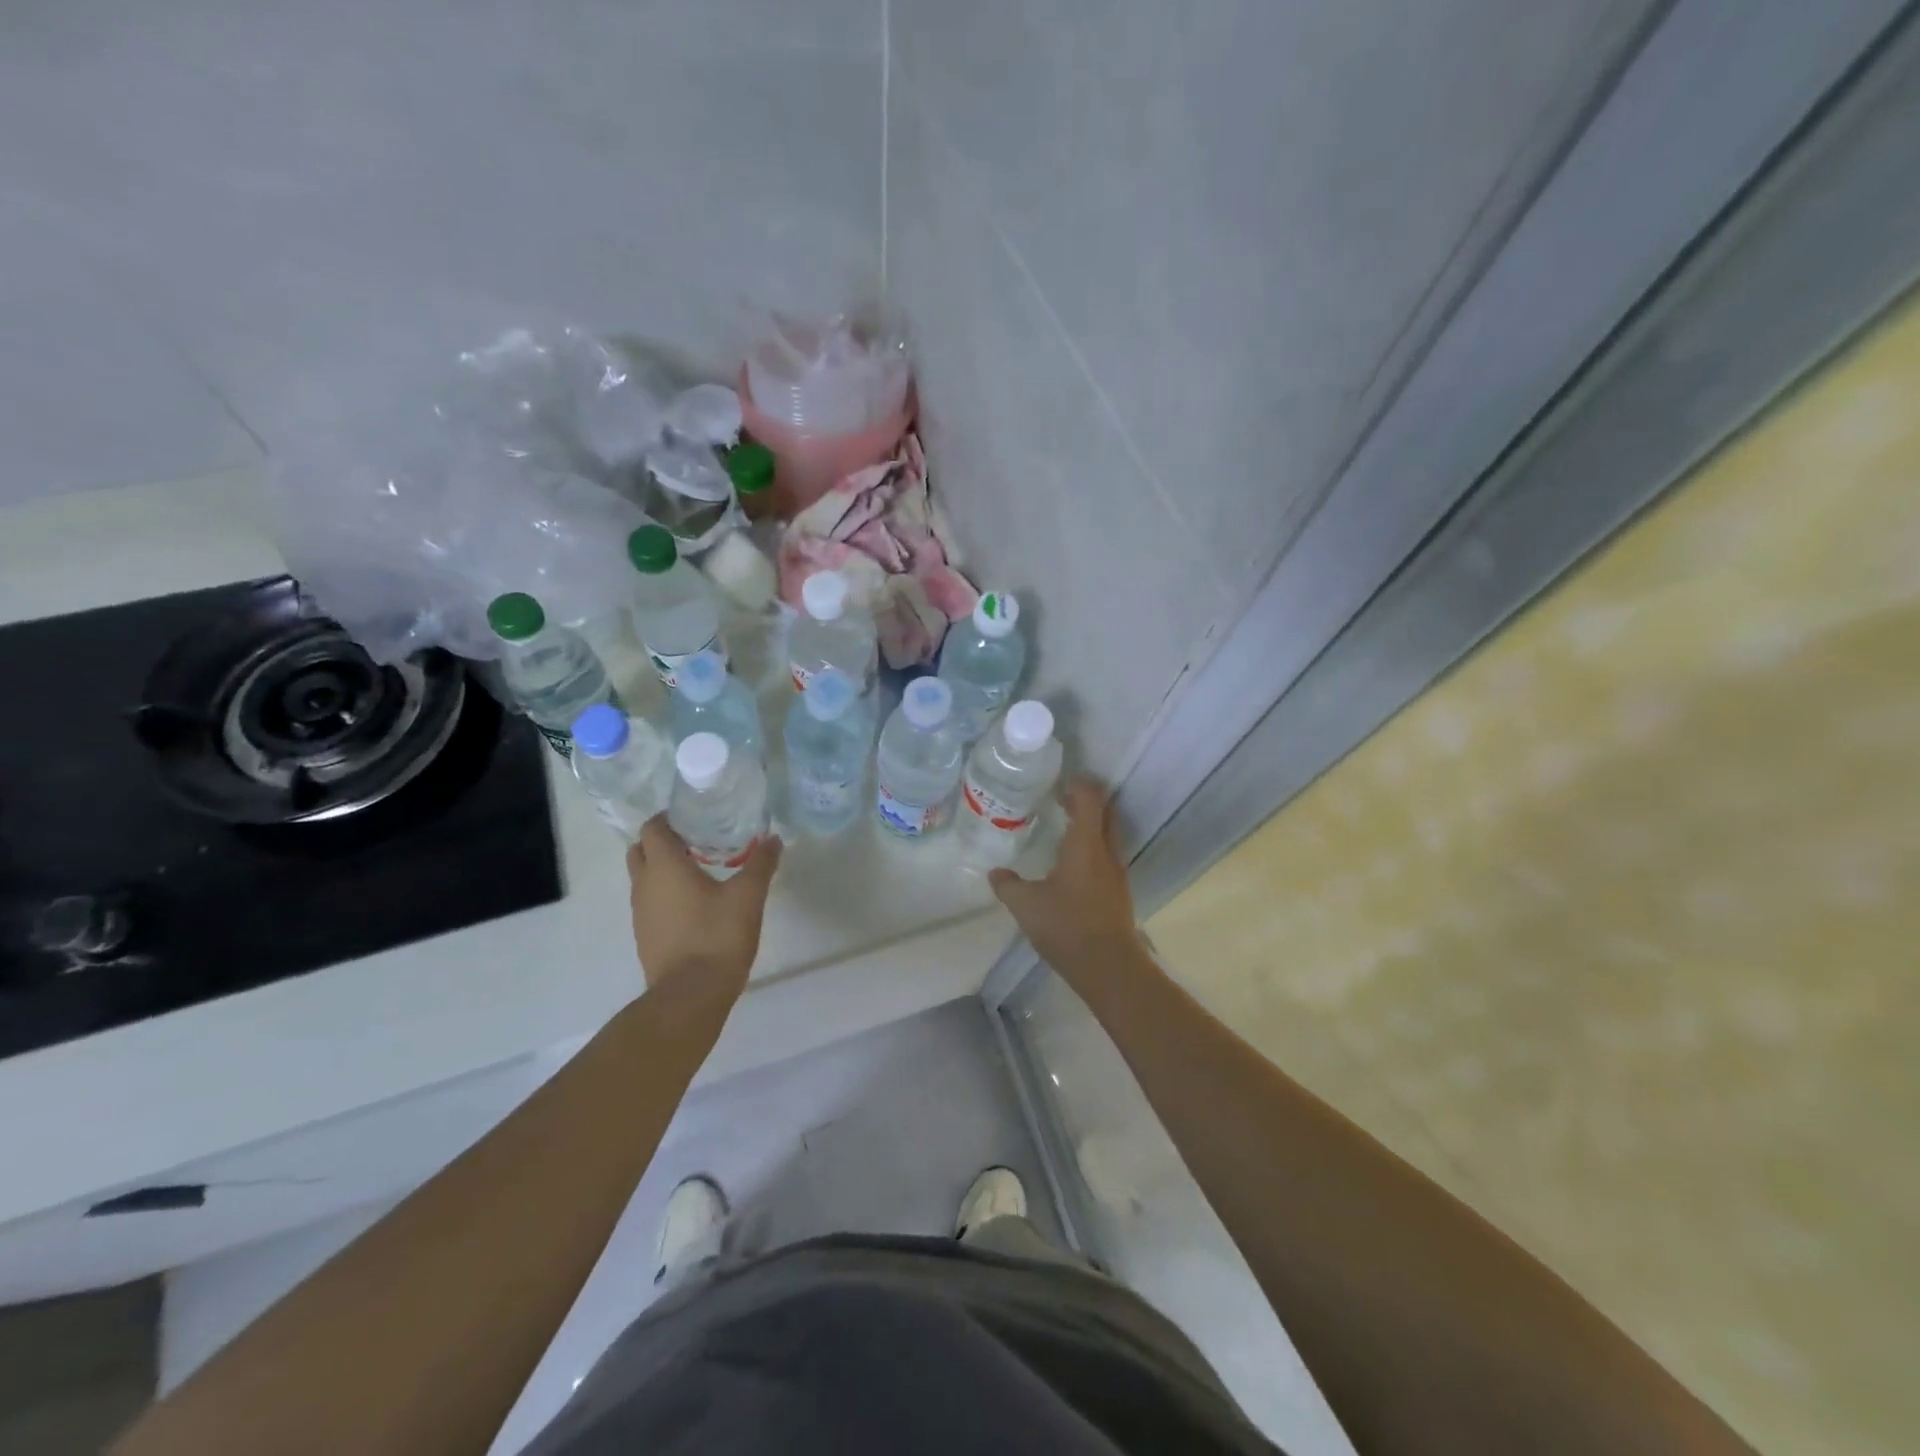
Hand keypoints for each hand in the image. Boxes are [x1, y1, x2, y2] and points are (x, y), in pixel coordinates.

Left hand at [627, 817, 782, 1006]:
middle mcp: (644, 885)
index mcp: (664, 867)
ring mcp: (640, 913)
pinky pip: (650, 903)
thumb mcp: (748, 896)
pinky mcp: (645, 936)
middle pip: (641, 850)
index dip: (669, 818)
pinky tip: (696, 904)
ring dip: (664, 869)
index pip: (652, 828)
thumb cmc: (717, 936)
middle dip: (663, 841)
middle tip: (697, 841)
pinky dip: (666, 894)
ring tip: (701, 871)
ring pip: (644, 878)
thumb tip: (774, 839)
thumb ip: (760, 864)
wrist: (690, 996)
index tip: (695, 817)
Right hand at [988, 777, 1148, 995]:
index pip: (1090, 799)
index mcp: (1085, 845)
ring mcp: (1117, 872)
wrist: (1109, 966)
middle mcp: (1106, 851)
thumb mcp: (1027, 906)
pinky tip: (1071, 863)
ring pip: (1108, 834)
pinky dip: (1092, 846)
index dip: (1079, 784)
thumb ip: (1008, 886)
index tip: (1061, 779)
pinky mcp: (1118, 891)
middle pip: (1105, 811)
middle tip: (1060, 797)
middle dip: (1086, 800)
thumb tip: (995, 873)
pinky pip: (1107, 854)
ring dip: (1090, 823)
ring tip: (1064, 826)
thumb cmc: (1067, 927)